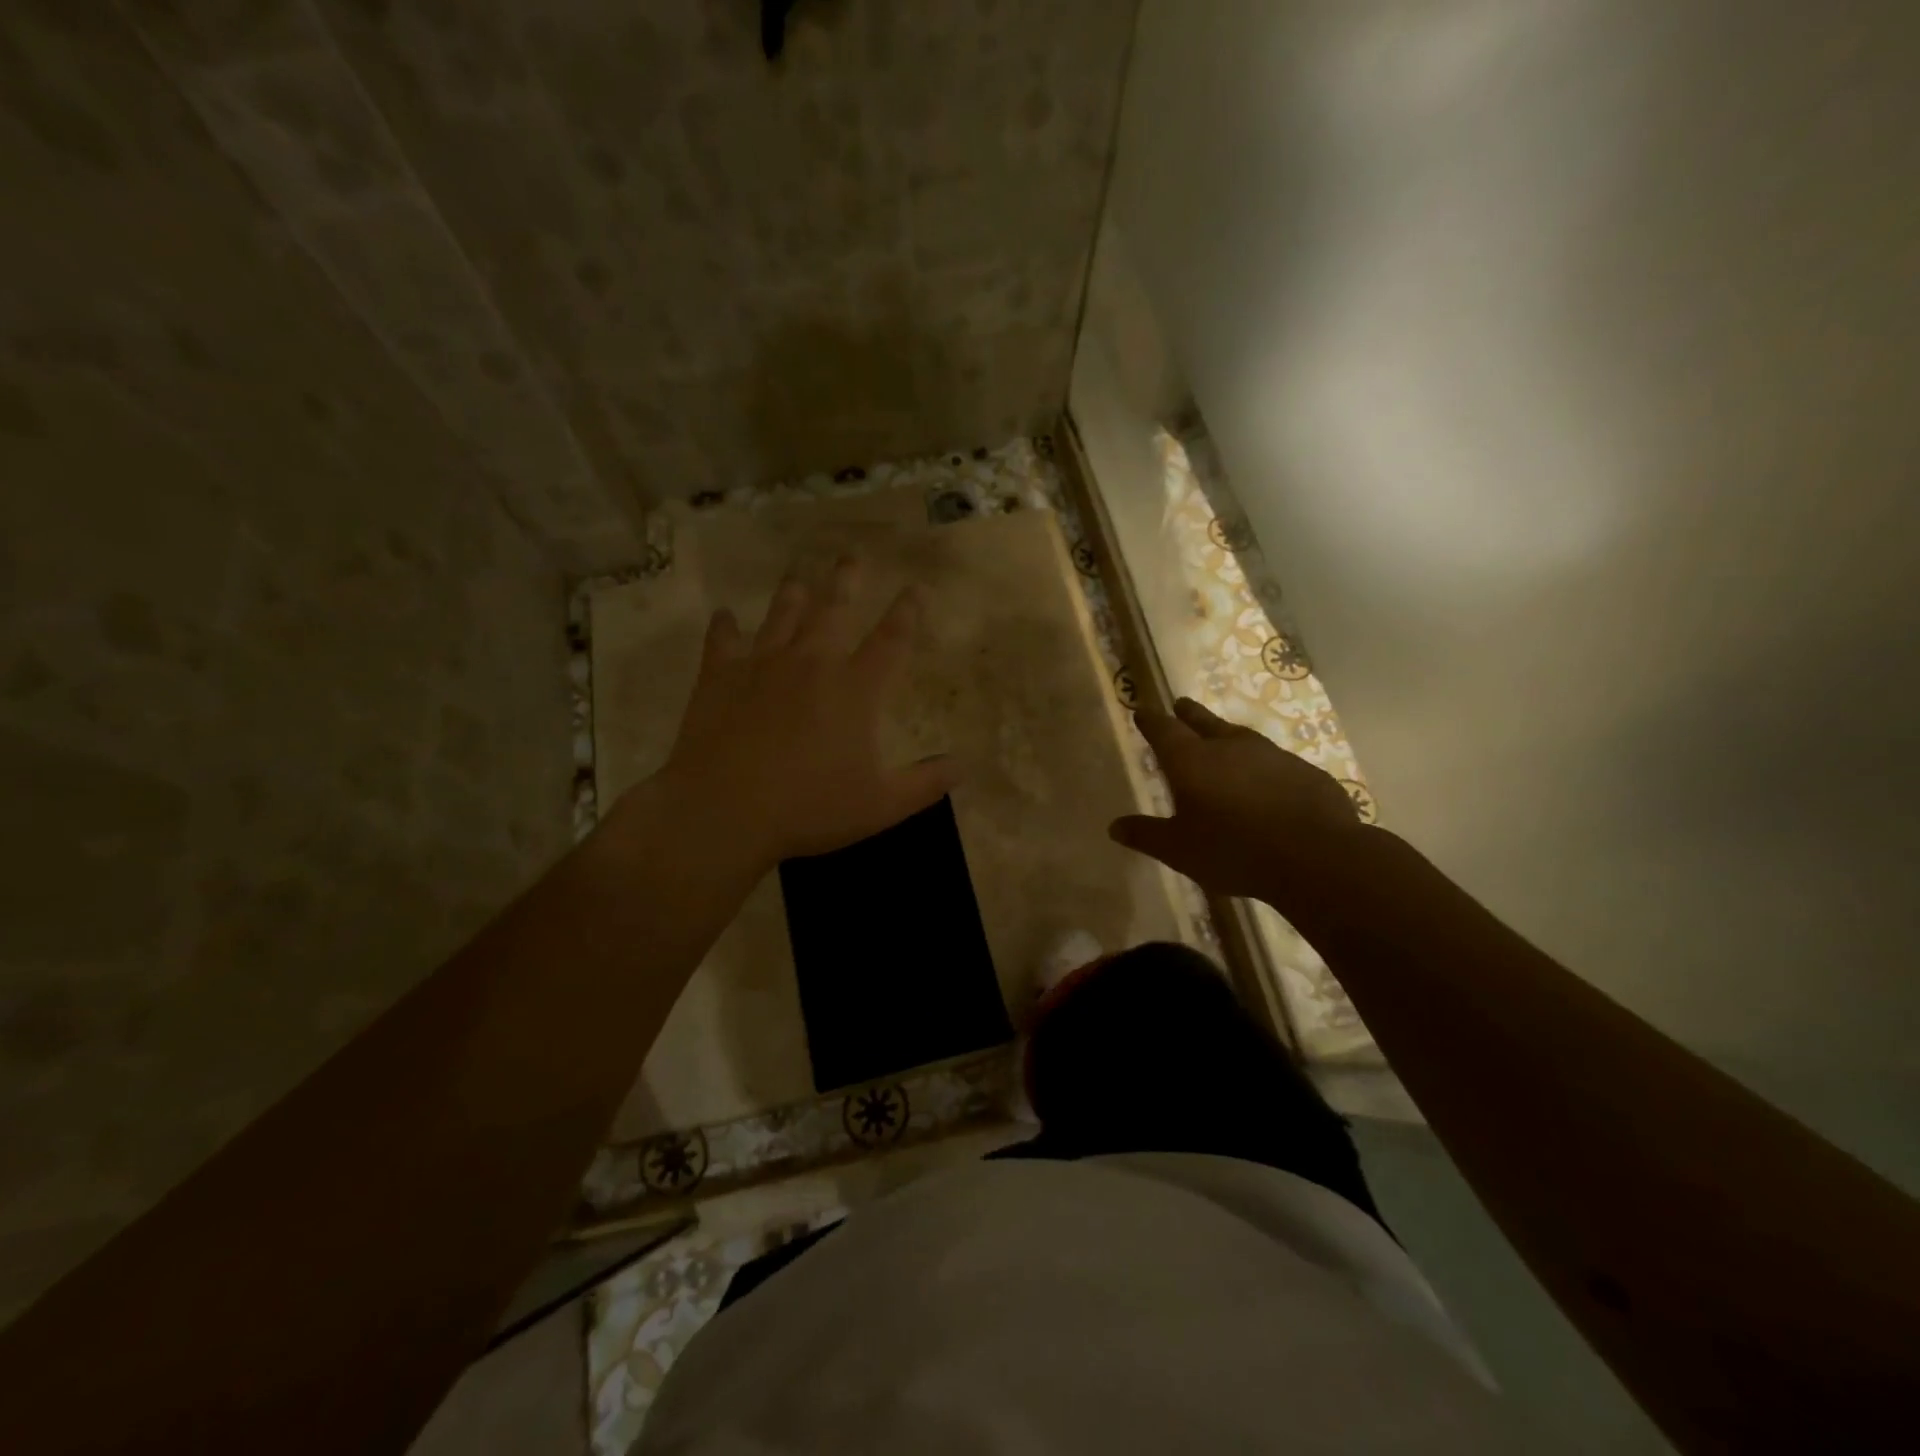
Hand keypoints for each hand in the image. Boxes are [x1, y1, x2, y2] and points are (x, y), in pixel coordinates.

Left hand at [649, 557, 957, 869]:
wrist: (725, 810)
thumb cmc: (809, 808)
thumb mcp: (881, 805)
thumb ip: (926, 783)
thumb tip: (965, 765)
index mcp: (855, 689)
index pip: (891, 640)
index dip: (907, 612)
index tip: (915, 588)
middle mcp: (812, 663)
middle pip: (834, 610)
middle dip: (846, 581)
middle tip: (850, 556)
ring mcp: (762, 664)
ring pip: (782, 615)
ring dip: (793, 594)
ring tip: (798, 576)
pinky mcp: (720, 676)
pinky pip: (723, 640)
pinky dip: (725, 626)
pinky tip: (724, 616)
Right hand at [1110, 698, 1365, 901]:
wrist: (1316, 856)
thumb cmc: (1234, 850)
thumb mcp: (1179, 850)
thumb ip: (1146, 835)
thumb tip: (1115, 826)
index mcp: (1192, 760)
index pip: (1163, 730)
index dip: (1150, 721)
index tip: (1142, 712)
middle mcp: (1229, 747)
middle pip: (1203, 721)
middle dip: (1188, 714)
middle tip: (1180, 705)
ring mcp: (1271, 755)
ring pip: (1241, 737)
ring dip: (1226, 735)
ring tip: (1221, 738)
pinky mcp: (1304, 771)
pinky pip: (1274, 761)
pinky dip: (1261, 765)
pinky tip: (1265, 779)